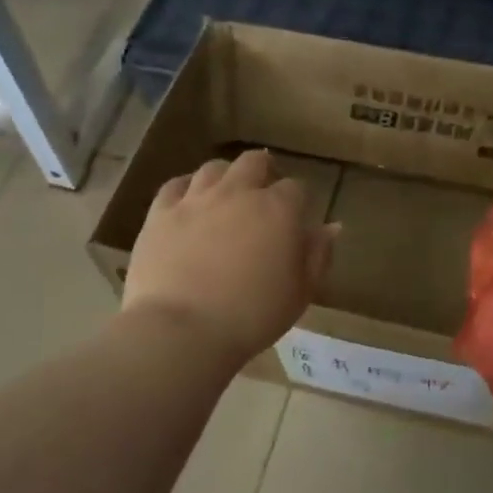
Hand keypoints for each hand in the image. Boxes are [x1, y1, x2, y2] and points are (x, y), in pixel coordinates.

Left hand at [123, 149, 336, 365]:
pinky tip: (188, 203)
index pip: (296, 188)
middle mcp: (238, 193)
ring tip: (226, 196)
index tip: (296, 220)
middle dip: (264, 171)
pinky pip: (175, 185)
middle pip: (254, 162)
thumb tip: (331, 226)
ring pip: (214, 168)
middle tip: (263, 195)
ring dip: (226, 177)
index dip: (298, 201)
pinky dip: (186, 189)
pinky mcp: (160, 212)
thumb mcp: (300, 293)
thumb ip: (318, 255)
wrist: (182, 329)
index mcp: (278, 210)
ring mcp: (196, 199)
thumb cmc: (252, 317)